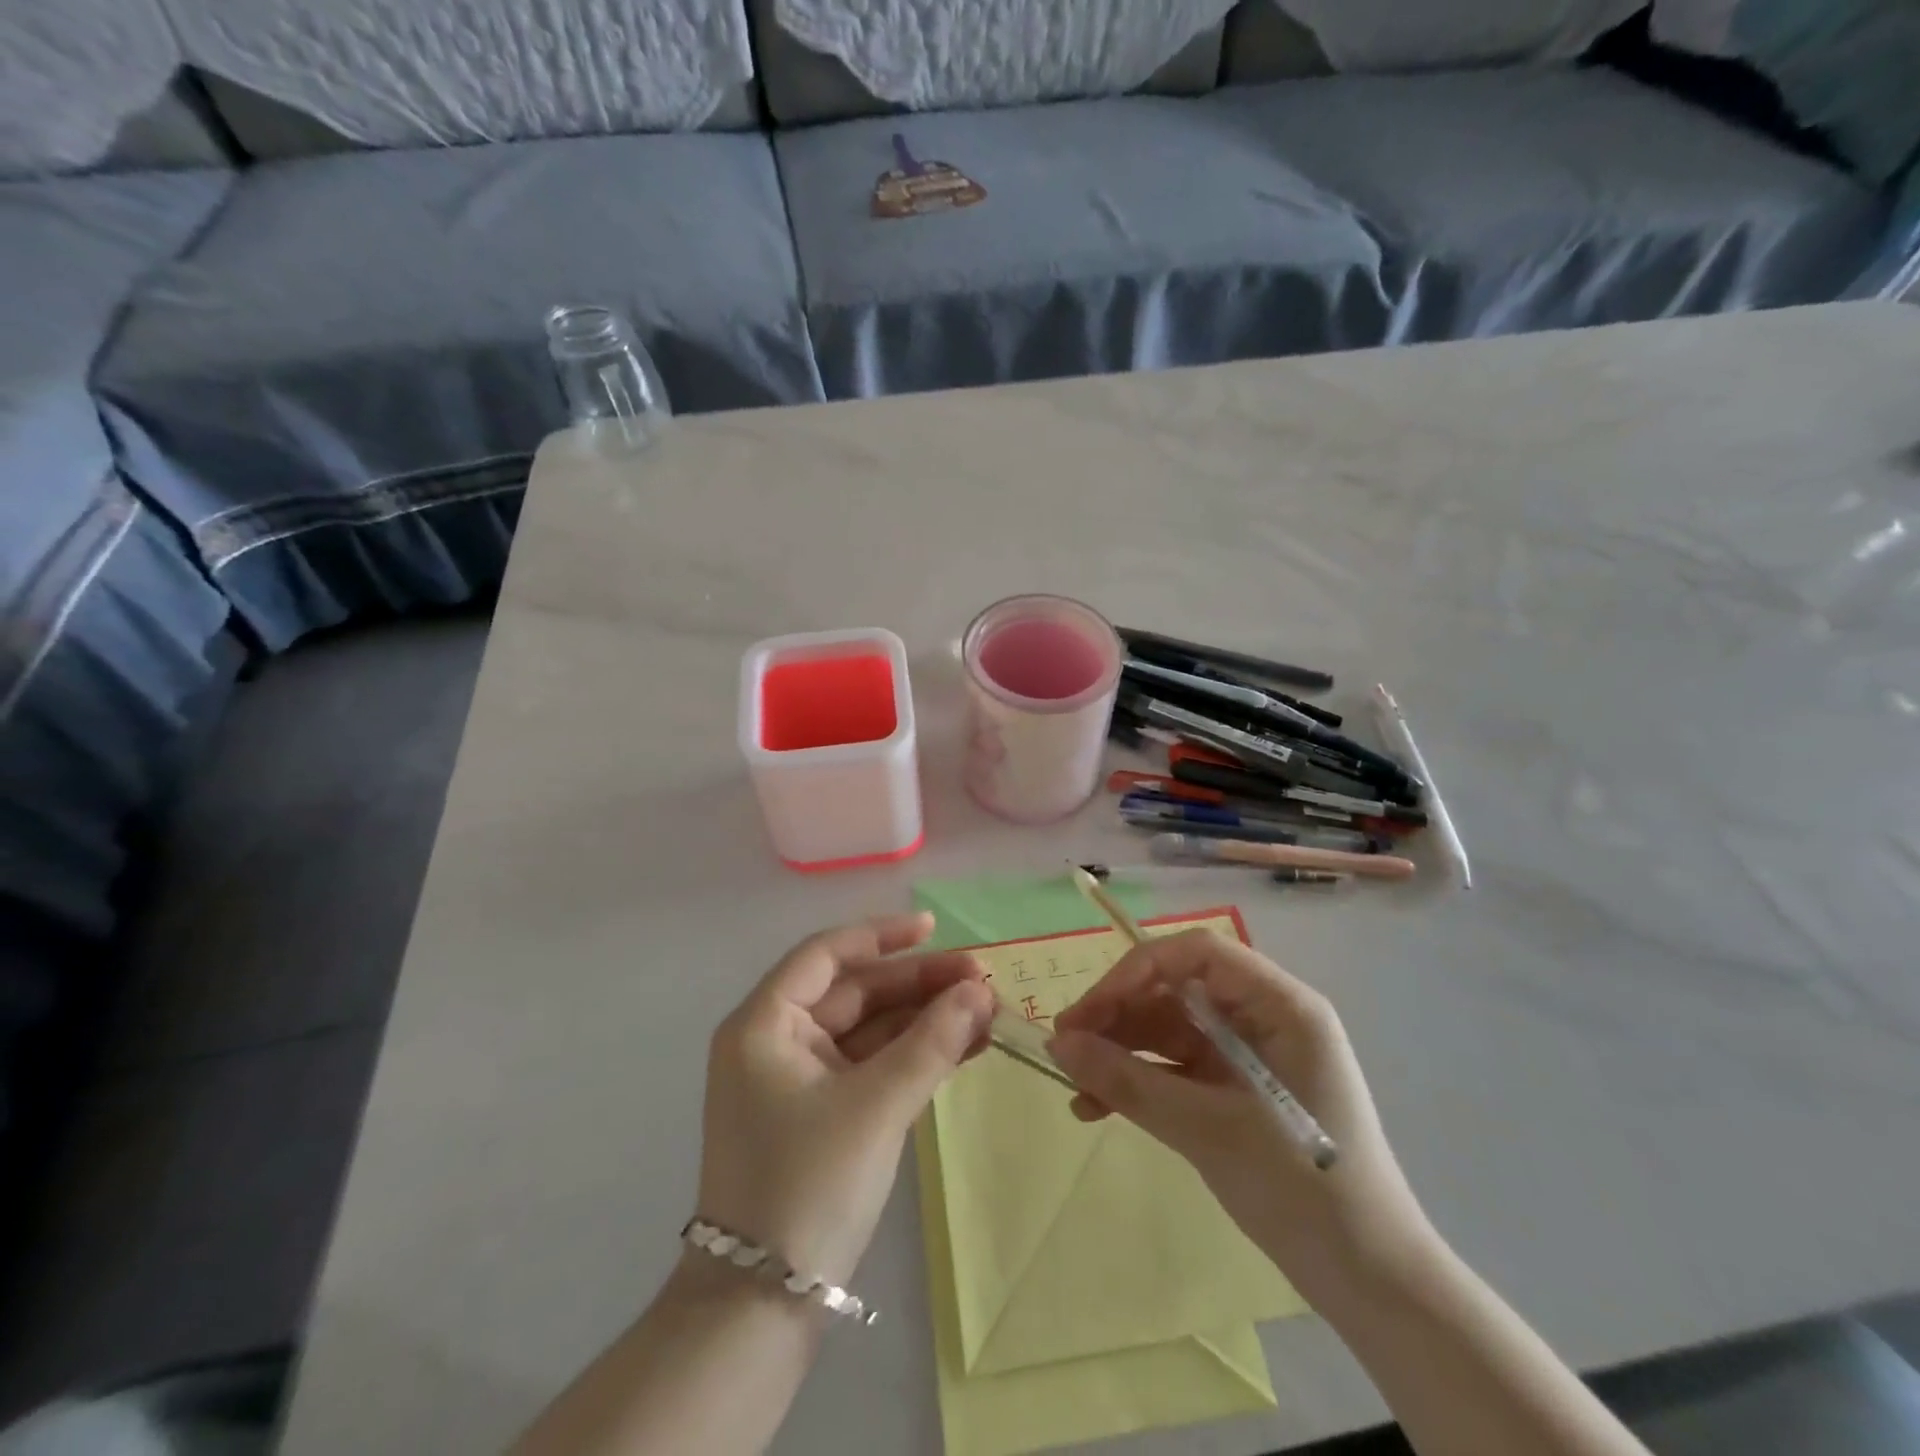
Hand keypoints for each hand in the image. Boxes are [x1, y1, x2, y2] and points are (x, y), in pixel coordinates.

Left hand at [695, 912, 992, 1287]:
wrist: (760, 1309)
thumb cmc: (807, 1186)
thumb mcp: (876, 1106)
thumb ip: (932, 1042)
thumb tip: (981, 991)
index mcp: (764, 1024)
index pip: (827, 955)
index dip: (883, 936)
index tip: (935, 929)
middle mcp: (775, 1041)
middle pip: (855, 992)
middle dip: (917, 985)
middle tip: (981, 980)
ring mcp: (797, 1079)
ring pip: (868, 1030)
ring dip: (923, 1020)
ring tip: (985, 1013)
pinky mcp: (820, 1113)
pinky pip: (870, 1065)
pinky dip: (912, 1055)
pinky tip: (962, 1047)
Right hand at [1049, 930, 1433, 1297]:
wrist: (1370, 1283)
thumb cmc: (1303, 1189)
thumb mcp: (1208, 1130)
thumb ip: (1129, 1083)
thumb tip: (1057, 1045)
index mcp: (1279, 1006)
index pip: (1197, 955)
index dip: (1137, 971)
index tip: (1090, 1011)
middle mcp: (1263, 1018)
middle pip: (1177, 990)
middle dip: (1119, 1015)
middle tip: (1066, 1047)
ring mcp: (1248, 1055)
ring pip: (1169, 1030)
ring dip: (1120, 1052)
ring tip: (1073, 1082)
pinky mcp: (1235, 1090)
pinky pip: (1176, 1068)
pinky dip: (1139, 1082)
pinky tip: (1096, 1107)